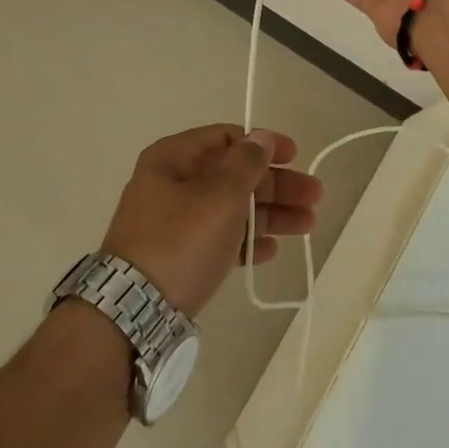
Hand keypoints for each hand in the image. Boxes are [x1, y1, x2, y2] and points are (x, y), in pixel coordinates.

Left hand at [99, 125, 321, 315]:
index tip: (295, 156)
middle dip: (276, 185)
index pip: (225, 138)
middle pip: (233, 175)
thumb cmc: (180, 241)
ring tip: (307, 225)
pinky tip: (270, 251)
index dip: (262, 144)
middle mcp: (173, 184)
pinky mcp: (180, 258)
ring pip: (231, 209)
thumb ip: (245, 163)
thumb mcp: (218, 195)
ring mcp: (175, 223)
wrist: (134, 311)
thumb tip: (260, 136)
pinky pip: (220, 240)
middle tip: (315, 196)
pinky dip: (246, 241)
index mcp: (174, 158)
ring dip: (269, 214)